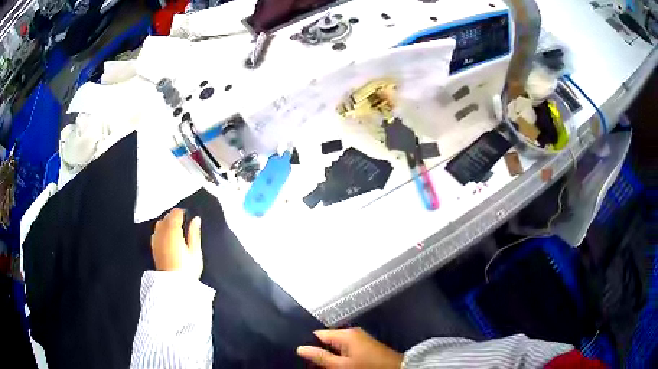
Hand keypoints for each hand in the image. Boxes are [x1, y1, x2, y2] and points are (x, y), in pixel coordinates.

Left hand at [150, 208, 202, 278]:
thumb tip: (196, 219)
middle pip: (166, 217)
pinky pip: (156, 233)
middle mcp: (162, 232)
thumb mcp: (195, 252)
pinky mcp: (153, 247)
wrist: (173, 286)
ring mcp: (156, 239)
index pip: (176, 213)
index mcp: (173, 230)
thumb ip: (194, 233)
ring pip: (159, 223)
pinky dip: (161, 231)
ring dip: (166, 223)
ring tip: (175, 231)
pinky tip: (166, 238)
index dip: (182, 212)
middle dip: (174, 217)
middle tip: (183, 225)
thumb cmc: (187, 269)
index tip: (188, 217)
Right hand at [297, 328, 402, 367]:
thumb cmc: (367, 367)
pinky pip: (345, 348)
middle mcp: (351, 332)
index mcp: (344, 334)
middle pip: (326, 339)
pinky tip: (336, 364)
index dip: (308, 345)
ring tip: (321, 365)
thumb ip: (320, 356)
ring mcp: (359, 338)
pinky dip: (339, 356)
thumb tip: (300, 348)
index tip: (300, 356)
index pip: (317, 334)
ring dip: (329, 355)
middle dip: (319, 351)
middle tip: (311, 364)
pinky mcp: (365, 345)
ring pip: (335, 345)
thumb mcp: (341, 366)